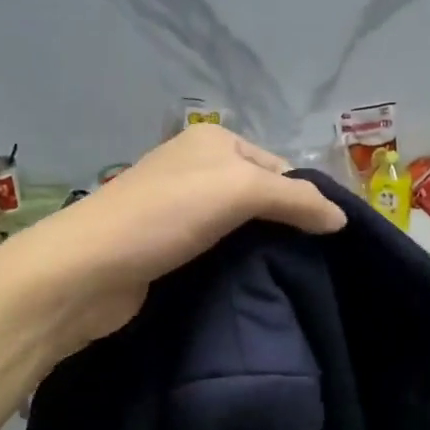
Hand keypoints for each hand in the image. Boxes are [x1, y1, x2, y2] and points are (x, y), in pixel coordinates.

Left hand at [4, 124, 346, 345]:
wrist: (87, 272)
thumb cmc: (164, 216)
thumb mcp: (239, 192)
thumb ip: (296, 201)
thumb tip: (342, 219)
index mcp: (214, 142)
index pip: (280, 168)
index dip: (304, 200)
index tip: (326, 241)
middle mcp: (196, 168)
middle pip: (261, 197)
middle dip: (284, 227)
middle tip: (310, 265)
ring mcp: (179, 209)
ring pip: (239, 228)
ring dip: (260, 251)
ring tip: (287, 280)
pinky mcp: (167, 248)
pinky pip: (218, 252)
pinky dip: (235, 266)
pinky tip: (251, 287)